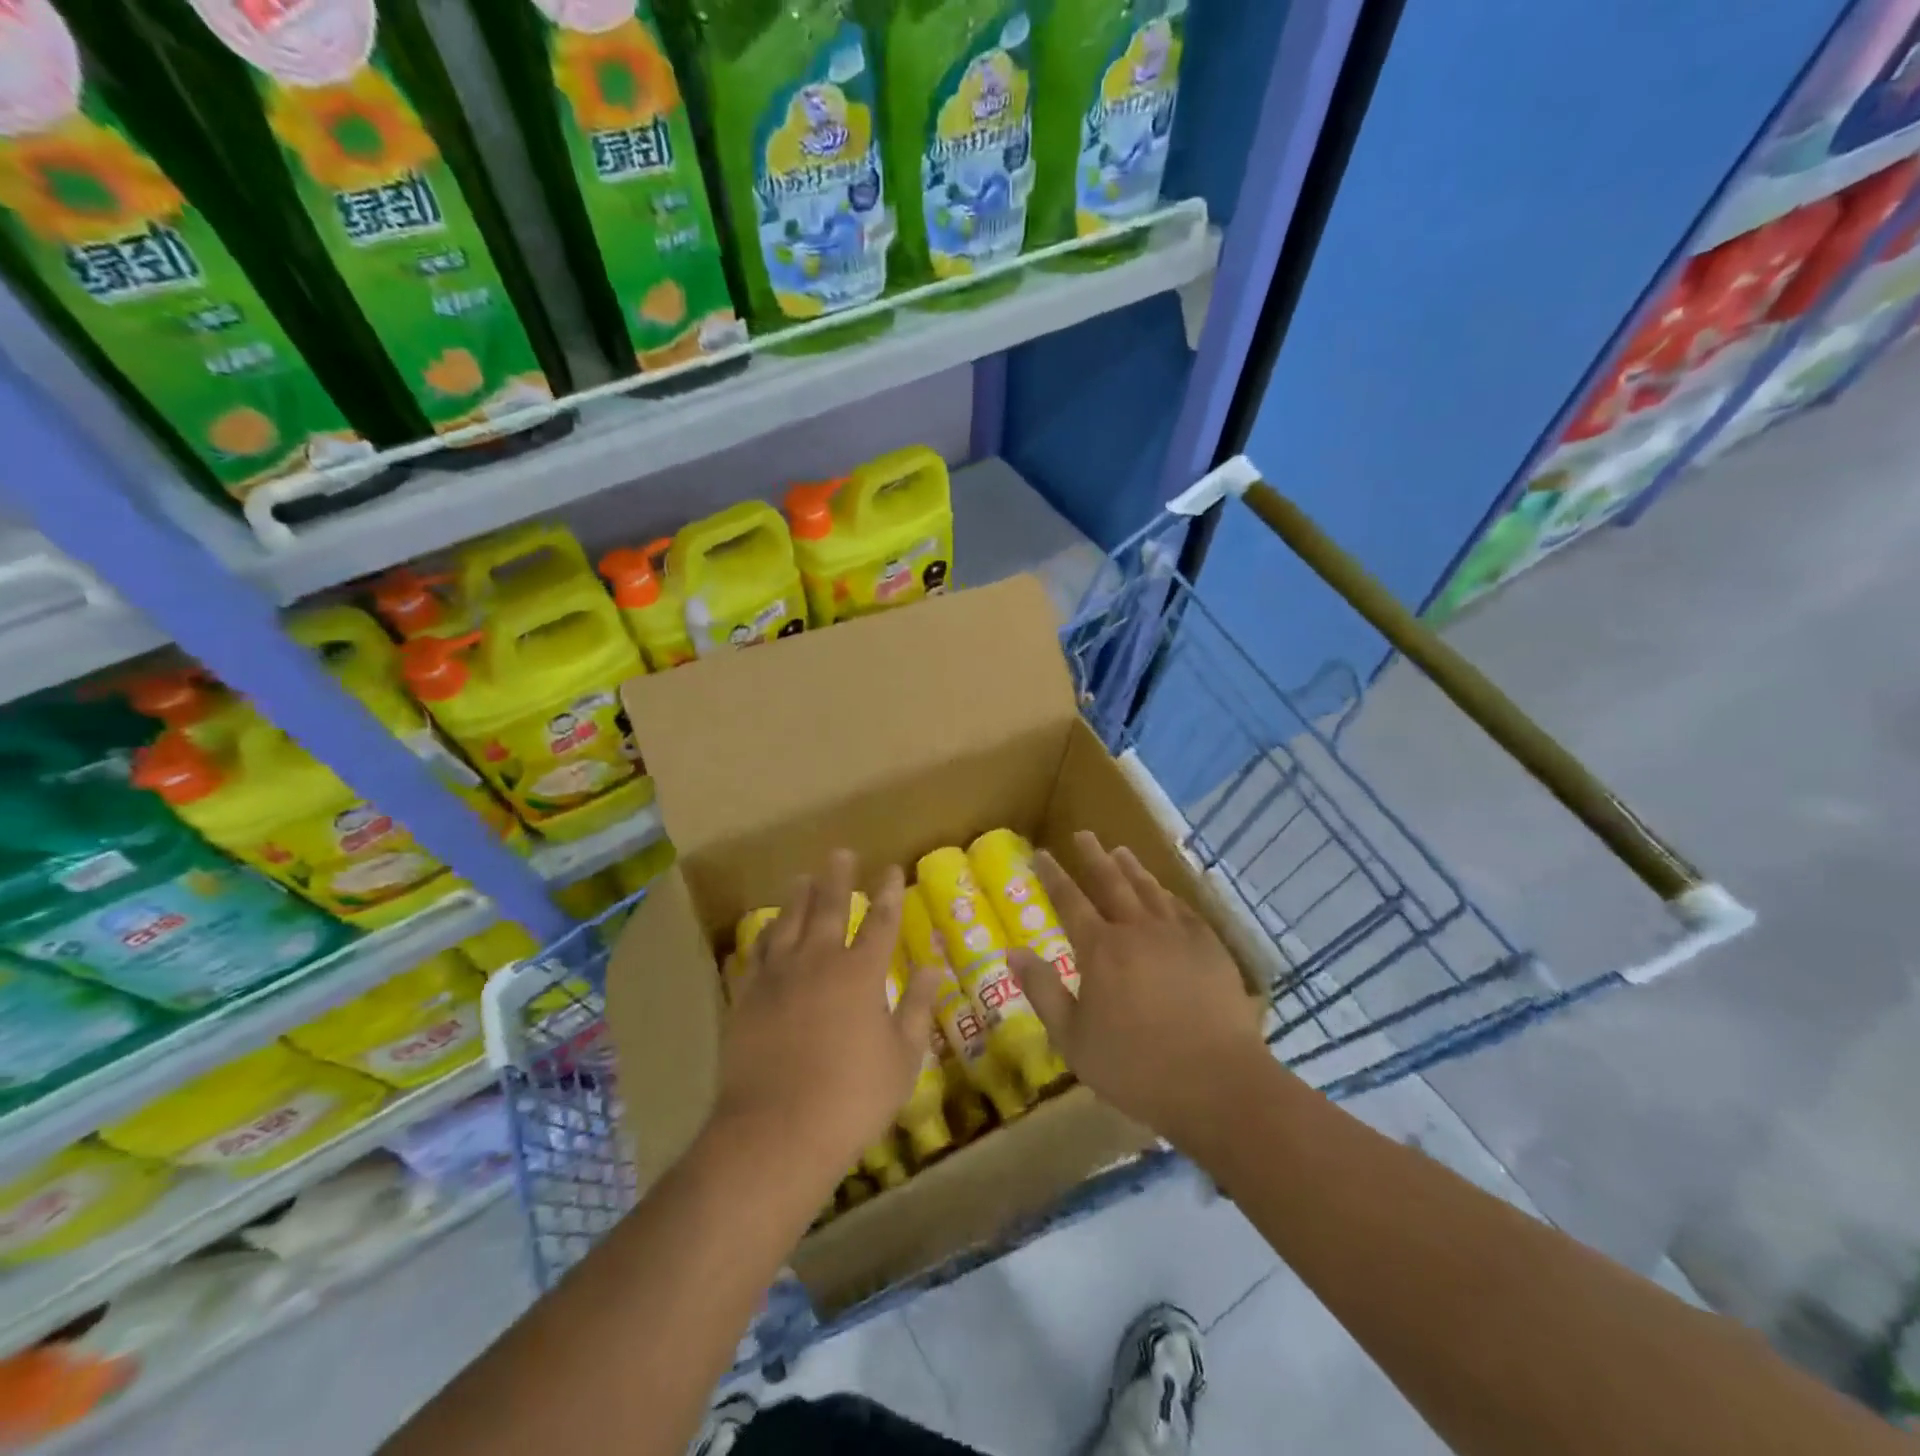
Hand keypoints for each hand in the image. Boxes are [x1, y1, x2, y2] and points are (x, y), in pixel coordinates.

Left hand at [713, 851, 936, 1182]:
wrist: (776, 1131)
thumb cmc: (852, 1098)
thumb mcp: (902, 1058)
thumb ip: (918, 1008)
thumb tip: (932, 968)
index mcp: (861, 973)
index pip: (880, 921)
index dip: (889, 893)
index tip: (891, 870)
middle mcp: (819, 961)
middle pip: (829, 907)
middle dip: (838, 878)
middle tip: (841, 853)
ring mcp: (778, 976)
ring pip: (789, 922)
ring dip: (798, 897)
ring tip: (802, 877)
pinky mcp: (747, 997)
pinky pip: (756, 953)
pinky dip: (764, 935)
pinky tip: (766, 929)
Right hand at [1008, 831, 1269, 1144]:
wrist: (1217, 1082)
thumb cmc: (1136, 1067)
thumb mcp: (1073, 1038)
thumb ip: (1042, 990)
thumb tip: (1012, 952)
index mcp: (1100, 950)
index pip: (1070, 900)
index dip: (1053, 876)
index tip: (1041, 853)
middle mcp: (1137, 930)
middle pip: (1111, 882)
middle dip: (1093, 856)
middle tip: (1083, 834)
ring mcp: (1177, 935)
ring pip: (1148, 890)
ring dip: (1131, 868)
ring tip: (1120, 851)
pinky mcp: (1209, 947)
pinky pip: (1182, 908)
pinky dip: (1167, 894)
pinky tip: (1164, 892)